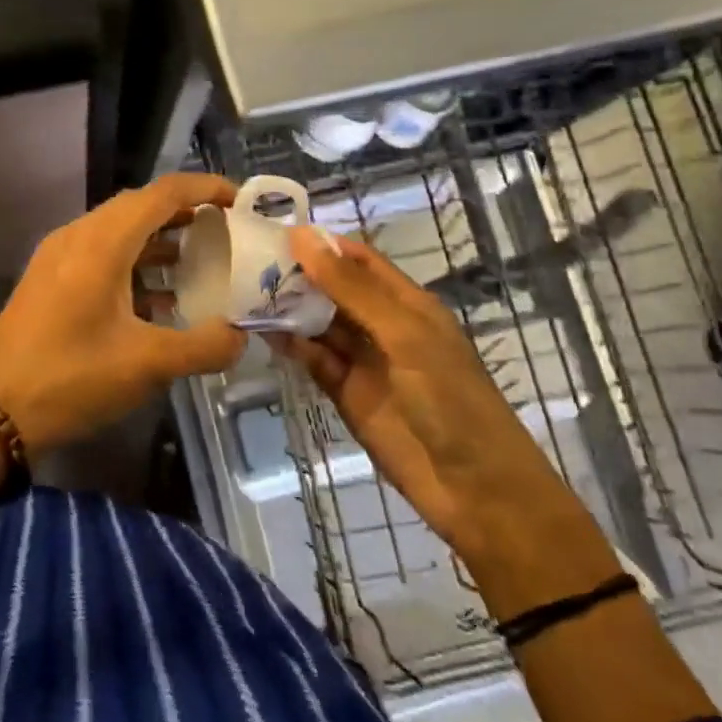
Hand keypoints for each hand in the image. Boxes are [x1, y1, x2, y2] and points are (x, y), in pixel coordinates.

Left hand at [0, 173, 247, 455]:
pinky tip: (157, 300)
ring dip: (159, 240)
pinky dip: (134, 264)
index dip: (204, 188)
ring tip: (201, 261)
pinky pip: (101, 255)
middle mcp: (78, 236)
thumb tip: (240, 337)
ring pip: (118, 232)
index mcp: (102, 242)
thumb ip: (203, 346)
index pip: (162, 193)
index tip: (240, 200)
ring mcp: (58, 257)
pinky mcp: (48, 281)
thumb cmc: (70, 378)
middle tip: (225, 231)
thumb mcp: (146, 365)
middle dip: (185, 213)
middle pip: (140, 206)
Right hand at [272, 226, 605, 571]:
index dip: (322, 245)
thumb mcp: (404, 336)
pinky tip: (262, 332)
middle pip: (335, 291)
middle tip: (248, 261)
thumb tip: (303, 237)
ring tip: (245, 291)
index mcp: (408, 304)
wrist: (477, 490)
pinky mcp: (348, 396)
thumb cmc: (451, 401)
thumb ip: (352, 289)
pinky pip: (316, 361)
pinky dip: (292, 347)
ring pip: (320, 325)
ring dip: (290, 310)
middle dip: (298, 276)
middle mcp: (384, 327)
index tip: (275, 232)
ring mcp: (365, 363)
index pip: (359, 260)